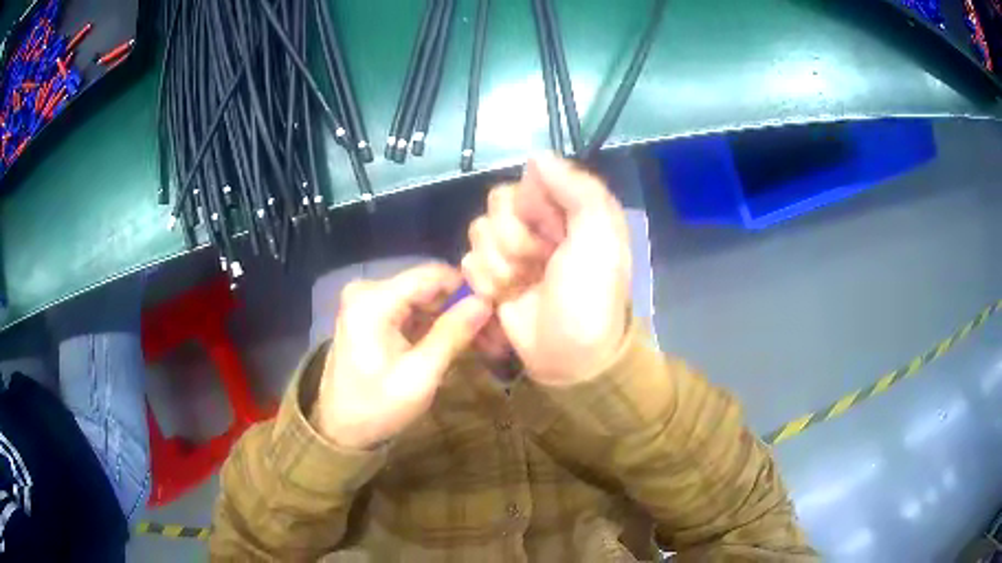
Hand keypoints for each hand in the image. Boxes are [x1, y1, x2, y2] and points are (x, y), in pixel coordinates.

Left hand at [311, 264, 491, 448]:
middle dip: (463, 308)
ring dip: (453, 318)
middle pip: (428, 286)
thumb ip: (451, 335)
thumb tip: (485, 301)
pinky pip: (411, 311)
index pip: (432, 275)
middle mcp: (367, 290)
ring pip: (424, 299)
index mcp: (373, 300)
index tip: (497, 308)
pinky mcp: (371, 315)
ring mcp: (368, 302)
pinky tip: (459, 343)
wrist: (340, 430)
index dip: (468, 287)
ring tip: (486, 343)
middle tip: (496, 335)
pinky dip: (436, 326)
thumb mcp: (419, 375)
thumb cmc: (377, 407)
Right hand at [462, 155, 631, 385]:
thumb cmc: (590, 296)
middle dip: (516, 239)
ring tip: (524, 285)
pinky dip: (487, 282)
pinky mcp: (491, 277)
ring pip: (478, 232)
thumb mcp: (600, 238)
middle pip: (497, 204)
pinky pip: (469, 261)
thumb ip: (578, 189)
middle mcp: (537, 224)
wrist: (570, 356)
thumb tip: (537, 156)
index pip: (528, 181)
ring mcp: (511, 251)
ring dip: (501, 264)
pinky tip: (506, 297)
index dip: (534, 206)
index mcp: (567, 209)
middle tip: (540, 263)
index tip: (553, 232)